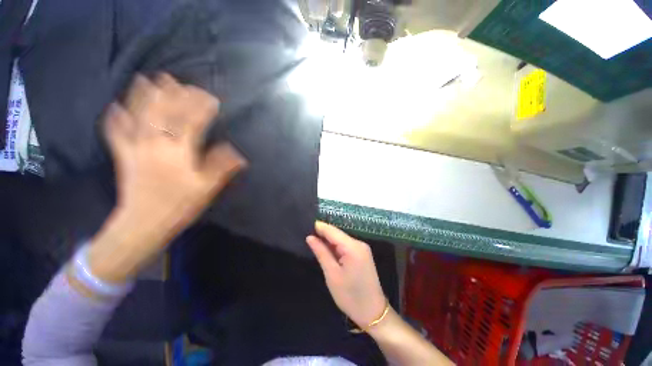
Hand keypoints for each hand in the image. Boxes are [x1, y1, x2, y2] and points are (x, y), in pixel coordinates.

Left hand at [88, 74, 245, 281]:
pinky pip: (115, 133)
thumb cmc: (179, 205)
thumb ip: (221, 167)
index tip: (211, 98)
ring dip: (142, 96)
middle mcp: (155, 144)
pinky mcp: (122, 156)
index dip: (202, 107)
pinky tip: (115, 107)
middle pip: (162, 112)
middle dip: (171, 94)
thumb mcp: (207, 188)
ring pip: (137, 115)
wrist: (143, 223)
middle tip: (178, 81)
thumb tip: (237, 152)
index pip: (191, 121)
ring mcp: (134, 148)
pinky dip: (114, 118)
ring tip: (147, 80)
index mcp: (179, 152)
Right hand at [306, 221, 386, 327]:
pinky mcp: (362, 254)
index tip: (305, 224)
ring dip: (328, 240)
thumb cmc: (350, 296)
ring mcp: (362, 248)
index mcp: (353, 247)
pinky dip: (335, 247)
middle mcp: (359, 243)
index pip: (332, 231)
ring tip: (313, 239)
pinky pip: (346, 246)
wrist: (373, 313)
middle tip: (306, 233)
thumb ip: (321, 252)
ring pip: (341, 239)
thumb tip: (310, 237)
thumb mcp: (332, 274)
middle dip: (323, 233)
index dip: (319, 227)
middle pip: (337, 234)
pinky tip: (326, 248)